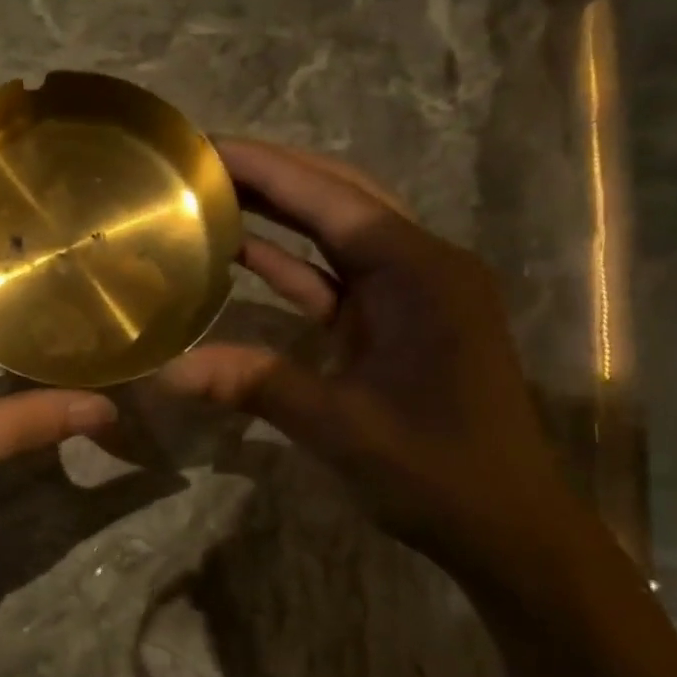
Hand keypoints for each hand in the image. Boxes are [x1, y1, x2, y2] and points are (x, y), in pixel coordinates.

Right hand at [154, 138, 596, 603]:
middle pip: (337, 199)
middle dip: (271, 176)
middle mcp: (420, 266)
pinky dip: (291, 263)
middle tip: (201, 163)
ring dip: (278, 213)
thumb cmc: (439, 472)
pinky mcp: (396, 322)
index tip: (205, 146)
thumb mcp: (342, 427)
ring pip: (335, 234)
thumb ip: (256, 385)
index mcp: (419, 273)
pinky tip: (240, 254)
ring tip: (211, 193)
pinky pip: (336, 277)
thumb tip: (168, 371)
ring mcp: (410, 294)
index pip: (331, 198)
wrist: (509, 529)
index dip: (266, 168)